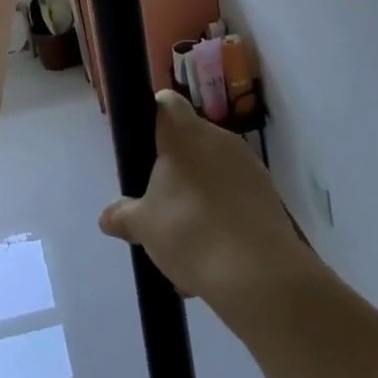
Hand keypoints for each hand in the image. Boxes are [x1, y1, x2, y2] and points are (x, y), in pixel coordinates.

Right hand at [99, 91, 321, 313]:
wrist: (261, 274)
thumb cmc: (191, 232)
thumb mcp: (144, 227)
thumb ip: (123, 216)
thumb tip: (108, 215)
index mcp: (184, 133)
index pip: (165, 102)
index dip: (152, 117)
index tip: (143, 147)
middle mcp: (218, 137)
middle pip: (189, 140)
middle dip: (174, 168)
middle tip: (159, 202)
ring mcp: (248, 164)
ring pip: (213, 169)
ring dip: (198, 193)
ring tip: (186, 240)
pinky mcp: (269, 193)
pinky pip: (235, 193)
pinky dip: (223, 212)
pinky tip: (213, 252)